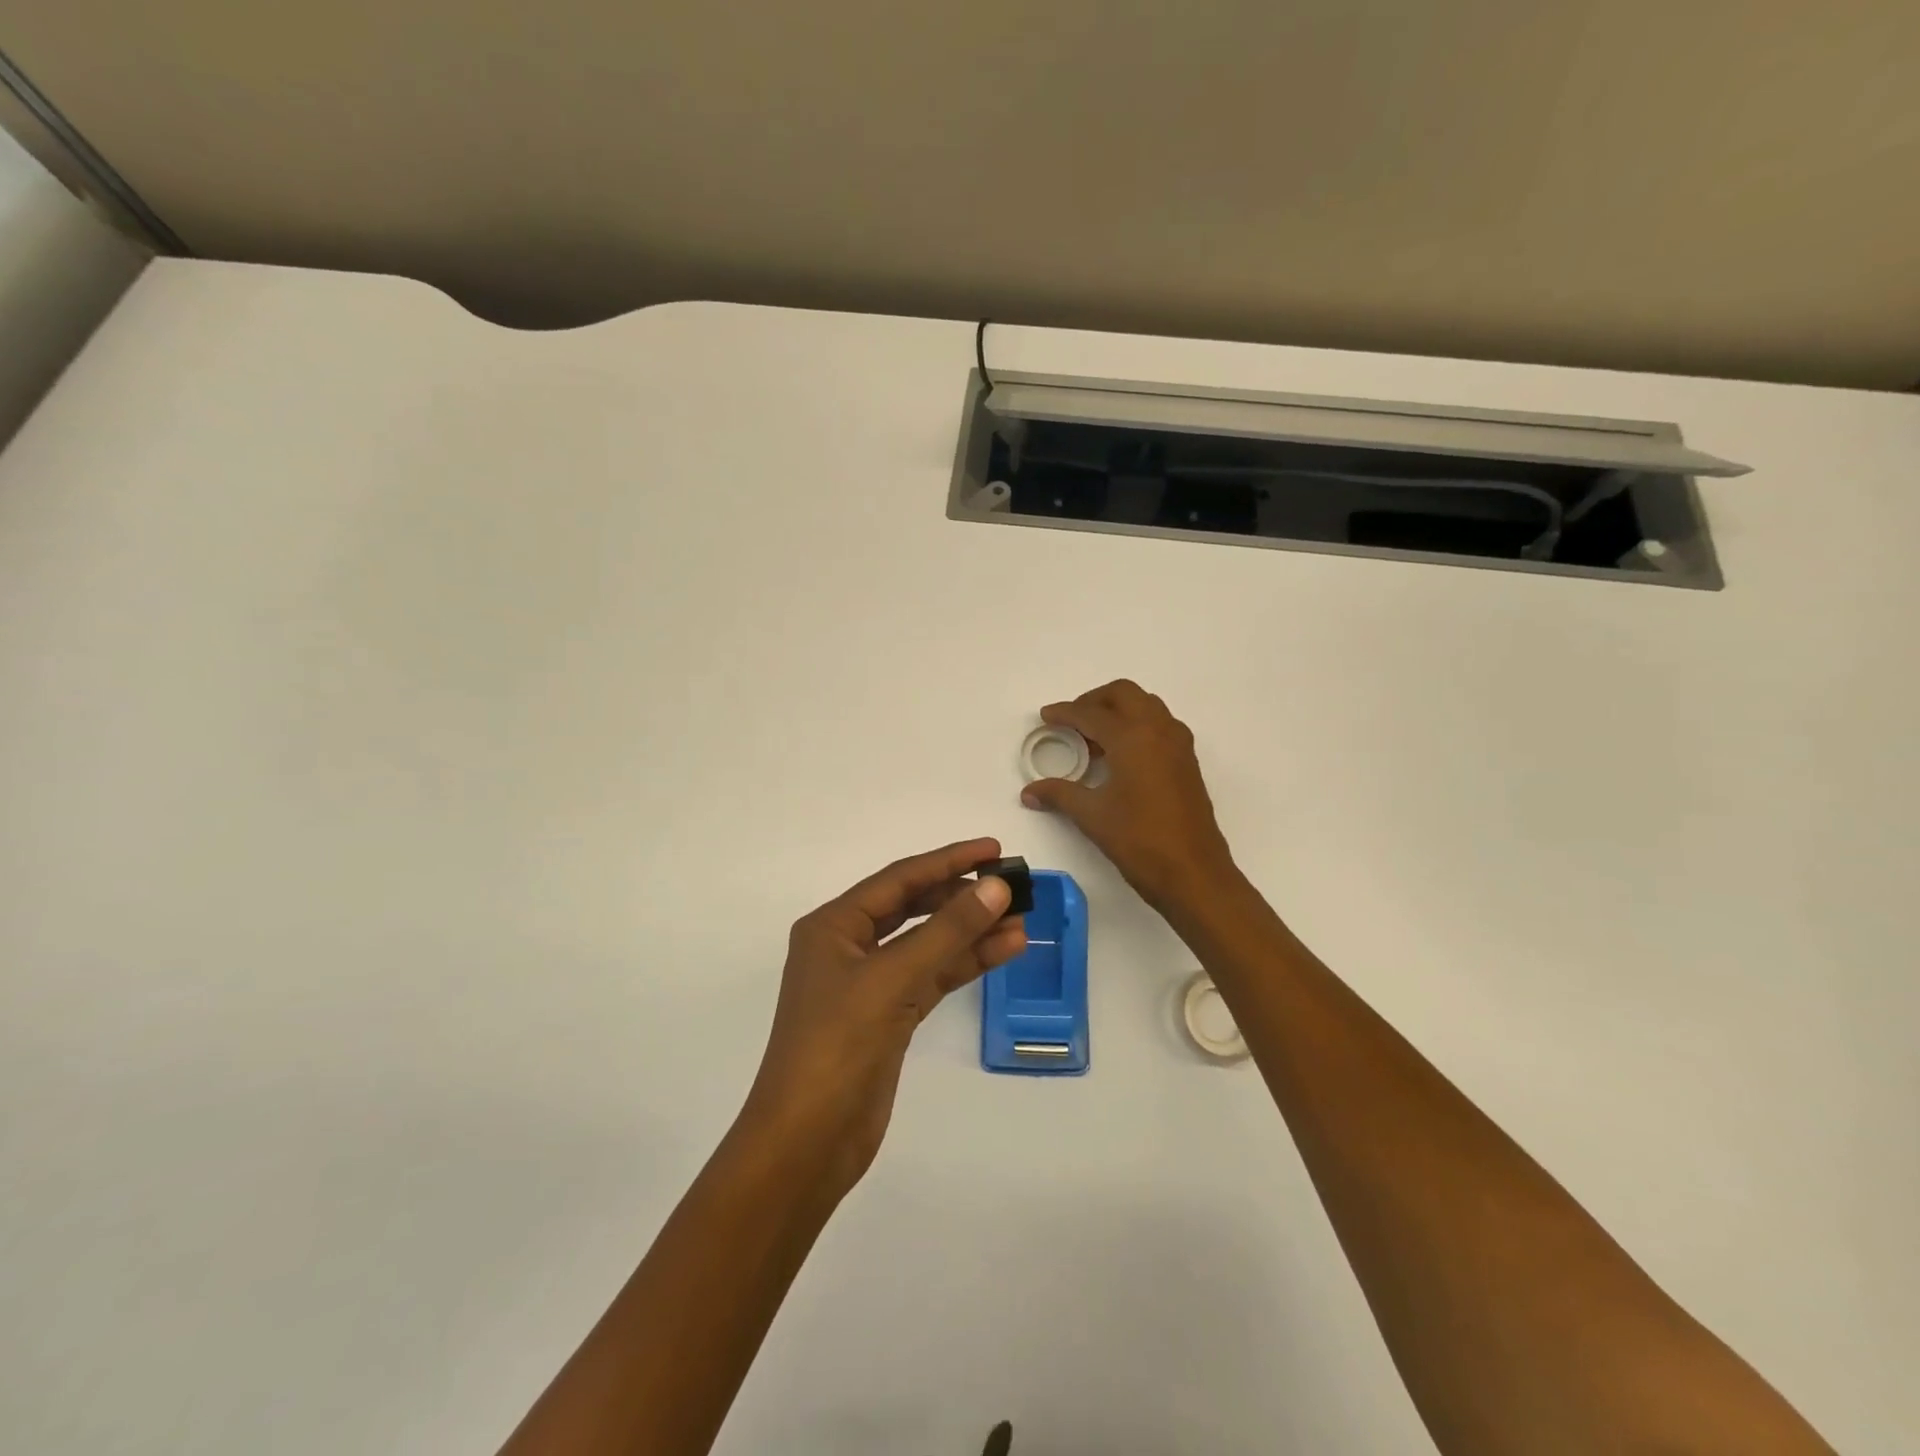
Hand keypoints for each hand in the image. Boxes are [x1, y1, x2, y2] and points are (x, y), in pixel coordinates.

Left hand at [740, 838, 1026, 1194]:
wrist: (807, 1143)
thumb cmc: (838, 1047)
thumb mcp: (893, 979)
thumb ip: (947, 931)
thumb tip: (996, 886)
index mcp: (834, 926)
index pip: (900, 880)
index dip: (948, 861)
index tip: (994, 850)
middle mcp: (849, 947)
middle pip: (915, 907)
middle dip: (962, 895)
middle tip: (1012, 885)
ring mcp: (870, 984)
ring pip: (928, 944)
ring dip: (972, 931)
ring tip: (1022, 918)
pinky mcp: (889, 1018)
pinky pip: (933, 977)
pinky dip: (966, 964)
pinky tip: (1005, 950)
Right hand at [1021, 681, 1235, 911]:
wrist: (1194, 873)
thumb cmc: (1139, 840)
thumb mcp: (1092, 816)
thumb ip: (1059, 794)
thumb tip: (1029, 792)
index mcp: (1133, 737)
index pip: (1091, 714)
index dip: (1064, 713)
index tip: (1045, 717)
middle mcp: (1158, 730)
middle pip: (1123, 694)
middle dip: (1094, 701)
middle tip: (1072, 722)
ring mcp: (1178, 744)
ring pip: (1146, 706)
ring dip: (1118, 711)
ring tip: (1094, 739)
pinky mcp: (1187, 762)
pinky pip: (1159, 725)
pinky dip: (1137, 726)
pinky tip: (1120, 757)